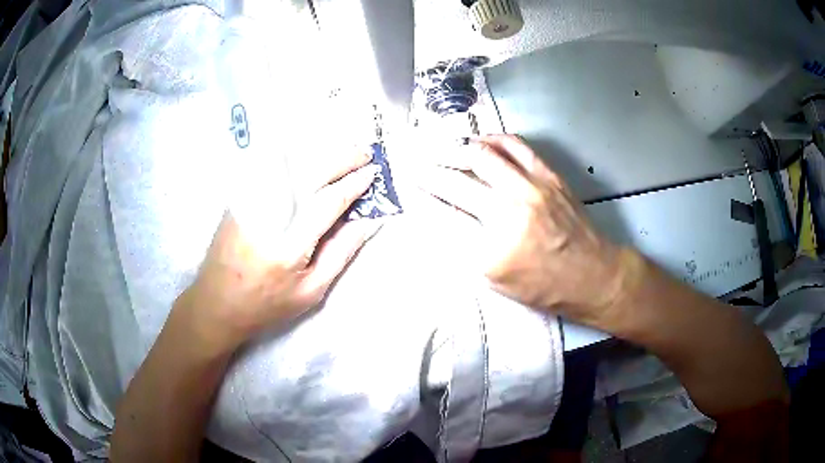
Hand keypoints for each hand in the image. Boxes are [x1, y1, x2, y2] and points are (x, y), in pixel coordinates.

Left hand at [174, 150, 381, 355]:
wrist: (217, 302)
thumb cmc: (267, 303)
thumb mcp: (310, 291)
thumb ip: (341, 253)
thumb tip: (369, 222)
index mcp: (289, 247)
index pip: (328, 203)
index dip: (353, 184)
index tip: (373, 173)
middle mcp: (268, 217)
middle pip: (309, 174)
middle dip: (341, 158)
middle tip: (365, 154)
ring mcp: (249, 203)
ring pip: (289, 164)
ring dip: (321, 153)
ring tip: (344, 152)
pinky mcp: (239, 197)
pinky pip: (270, 167)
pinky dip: (295, 157)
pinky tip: (311, 156)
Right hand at [418, 134, 626, 325]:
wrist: (593, 275)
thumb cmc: (544, 287)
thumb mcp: (497, 281)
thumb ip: (466, 245)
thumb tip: (442, 211)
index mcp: (493, 250)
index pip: (444, 215)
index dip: (421, 197)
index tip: (408, 185)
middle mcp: (510, 213)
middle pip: (457, 181)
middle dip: (428, 169)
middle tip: (414, 162)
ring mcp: (532, 190)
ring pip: (482, 155)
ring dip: (454, 149)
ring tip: (440, 147)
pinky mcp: (548, 176)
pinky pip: (515, 146)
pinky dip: (491, 139)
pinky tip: (479, 141)